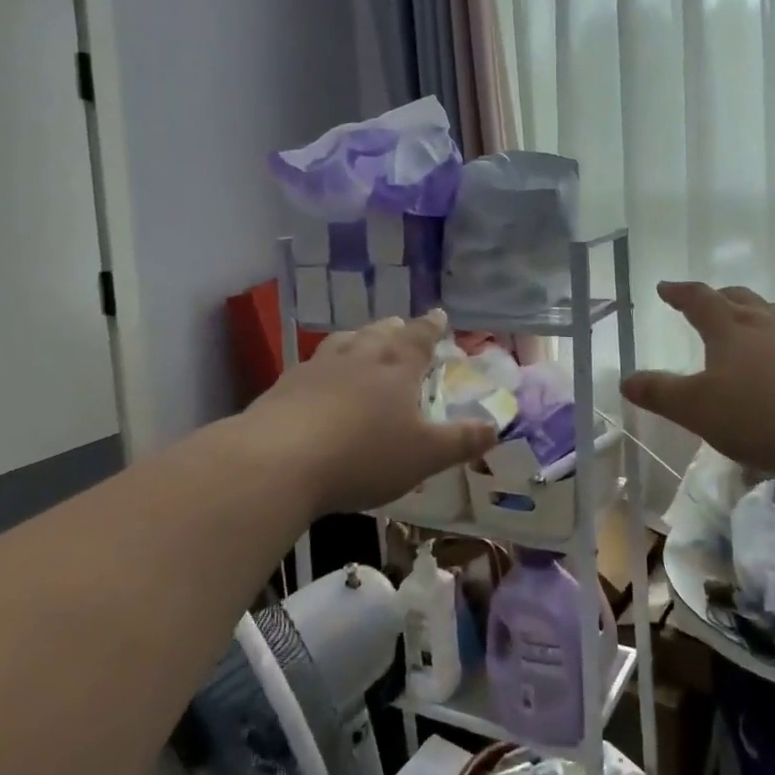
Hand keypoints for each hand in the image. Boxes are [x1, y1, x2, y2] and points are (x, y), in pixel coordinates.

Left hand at [237, 311, 497, 515]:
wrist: (278, 460)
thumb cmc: (363, 455)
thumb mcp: (424, 456)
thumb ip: (461, 441)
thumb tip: (496, 426)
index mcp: (397, 366)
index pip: (420, 336)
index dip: (432, 326)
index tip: (439, 314)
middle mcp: (359, 356)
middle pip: (381, 332)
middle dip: (395, 329)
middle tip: (401, 326)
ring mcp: (318, 366)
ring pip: (345, 342)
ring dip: (359, 339)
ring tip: (363, 341)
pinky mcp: (286, 385)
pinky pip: (313, 365)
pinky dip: (325, 366)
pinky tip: (319, 379)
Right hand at [621, 282, 774, 476]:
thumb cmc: (761, 414)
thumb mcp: (698, 409)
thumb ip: (661, 393)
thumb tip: (627, 380)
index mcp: (730, 328)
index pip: (699, 300)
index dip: (680, 293)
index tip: (665, 288)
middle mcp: (766, 323)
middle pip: (739, 298)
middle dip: (719, 297)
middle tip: (707, 301)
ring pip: (773, 315)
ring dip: (755, 315)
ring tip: (748, 326)